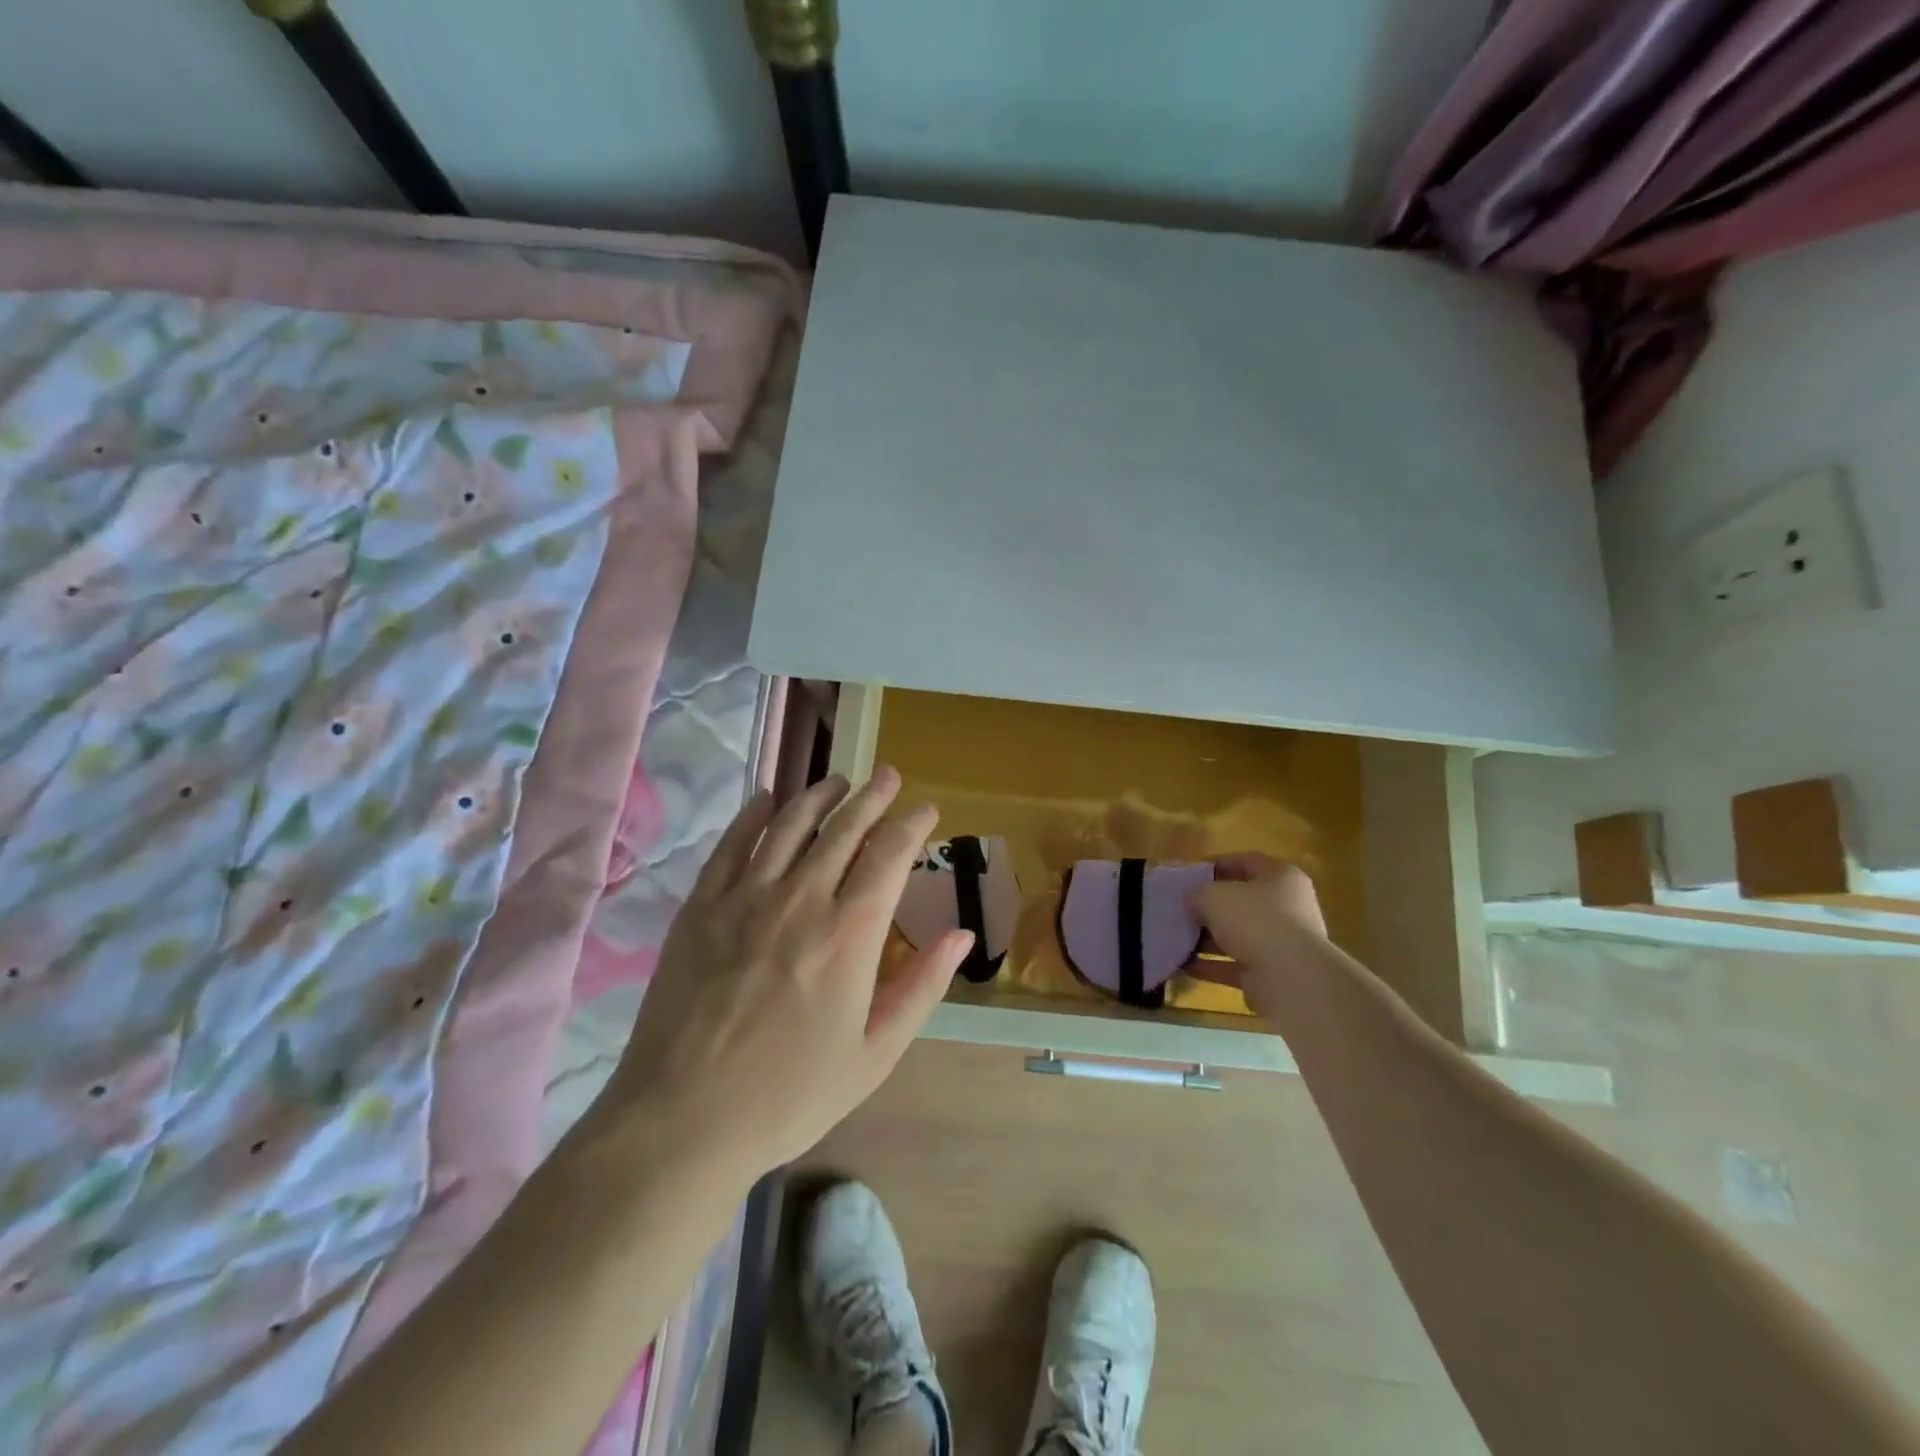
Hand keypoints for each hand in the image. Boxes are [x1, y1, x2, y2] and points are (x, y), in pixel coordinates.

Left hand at [606, 767, 971, 1182]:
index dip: (912, 826)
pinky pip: (732, 845)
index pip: (889, 856)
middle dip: (871, 797)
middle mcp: (801, 900)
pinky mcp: (700, 907)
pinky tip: (766, 799)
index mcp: (850, 934)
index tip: (925, 810)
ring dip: (818, 796)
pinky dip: (753, 815)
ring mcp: (744, 898)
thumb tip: (962, 935)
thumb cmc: (790, 1095)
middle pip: (843, 828)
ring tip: (837, 781)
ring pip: (789, 824)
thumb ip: (921, 986)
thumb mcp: (874, 1054)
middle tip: (886, 776)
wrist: (683, 1120)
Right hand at [1189, 852, 1327, 1020]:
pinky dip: (1210, 965)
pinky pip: (1234, 964)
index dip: (1215, 865)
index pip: (1246, 862)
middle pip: (1241, 901)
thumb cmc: (1254, 920)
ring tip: (1176, 937)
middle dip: (1209, 906)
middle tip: (1180, 907)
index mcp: (1281, 877)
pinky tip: (1183, 964)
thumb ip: (1197, 893)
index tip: (1188, 874)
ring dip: (1206, 938)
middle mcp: (1287, 908)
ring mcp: (1281, 943)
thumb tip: (1193, 902)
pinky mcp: (1271, 973)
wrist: (1290, 978)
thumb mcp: (1214, 895)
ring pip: (1237, 935)